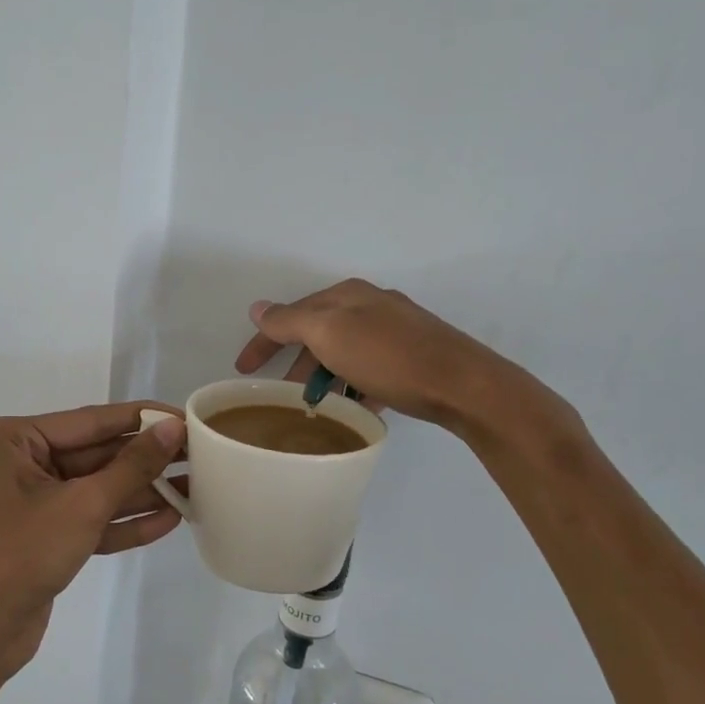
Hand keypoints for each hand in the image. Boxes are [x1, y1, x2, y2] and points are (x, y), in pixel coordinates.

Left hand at [0, 402, 184, 678]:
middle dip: (146, 460)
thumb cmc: (22, 553)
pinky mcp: (45, 534)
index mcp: (15, 439)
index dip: (143, 418)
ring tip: (195, 488)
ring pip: (97, 488)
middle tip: (200, 455)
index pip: (92, 421)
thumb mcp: (84, 504)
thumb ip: (133, 465)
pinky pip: (90, 518)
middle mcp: (21, 461)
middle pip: (97, 454)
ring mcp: (32, 500)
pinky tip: (170, 520)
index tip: (186, 416)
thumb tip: (174, 428)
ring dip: (142, 492)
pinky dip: (124, 520)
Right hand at [235, 278, 504, 428]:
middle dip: (296, 362)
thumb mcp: (330, 333)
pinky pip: (369, 370)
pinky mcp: (413, 356)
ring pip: (344, 352)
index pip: (291, 314)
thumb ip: (290, 321)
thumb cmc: (389, 356)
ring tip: (316, 407)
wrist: (463, 384)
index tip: (241, 370)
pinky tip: (355, 408)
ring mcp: (395, 330)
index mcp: (347, 295)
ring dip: (325, 377)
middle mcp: (370, 305)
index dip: (263, 341)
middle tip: (280, 394)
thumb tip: (258, 307)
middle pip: (318, 332)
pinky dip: (354, 386)